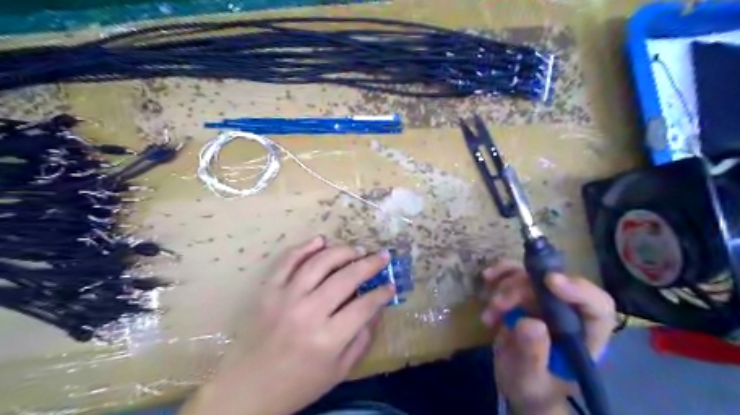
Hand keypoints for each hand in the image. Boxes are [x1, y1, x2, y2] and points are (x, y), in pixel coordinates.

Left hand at [180, 237, 394, 414]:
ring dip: (342, 251)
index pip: (364, 306)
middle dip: (369, 264)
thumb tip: (376, 309)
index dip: (382, 293)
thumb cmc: (298, 384)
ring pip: (319, 263)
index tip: (391, 285)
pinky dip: (305, 247)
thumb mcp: (339, 371)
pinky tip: (321, 241)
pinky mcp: (268, 291)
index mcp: (327, 338)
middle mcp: (308, 313)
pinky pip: (287, 261)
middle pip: (346, 278)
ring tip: (357, 249)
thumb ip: (361, 339)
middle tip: (382, 256)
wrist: (248, 388)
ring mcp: (285, 298)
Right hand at [480, 260, 612, 412]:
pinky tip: (488, 278)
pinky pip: (515, 274)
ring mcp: (546, 302)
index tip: (549, 281)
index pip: (597, 307)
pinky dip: (500, 274)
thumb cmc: (533, 389)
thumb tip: (530, 323)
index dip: (578, 290)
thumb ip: (532, 355)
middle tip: (499, 305)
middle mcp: (569, 313)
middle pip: (554, 285)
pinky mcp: (525, 296)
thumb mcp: (530, 379)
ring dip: (507, 285)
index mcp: (585, 337)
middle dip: (523, 289)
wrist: (518, 384)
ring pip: (532, 276)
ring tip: (491, 310)